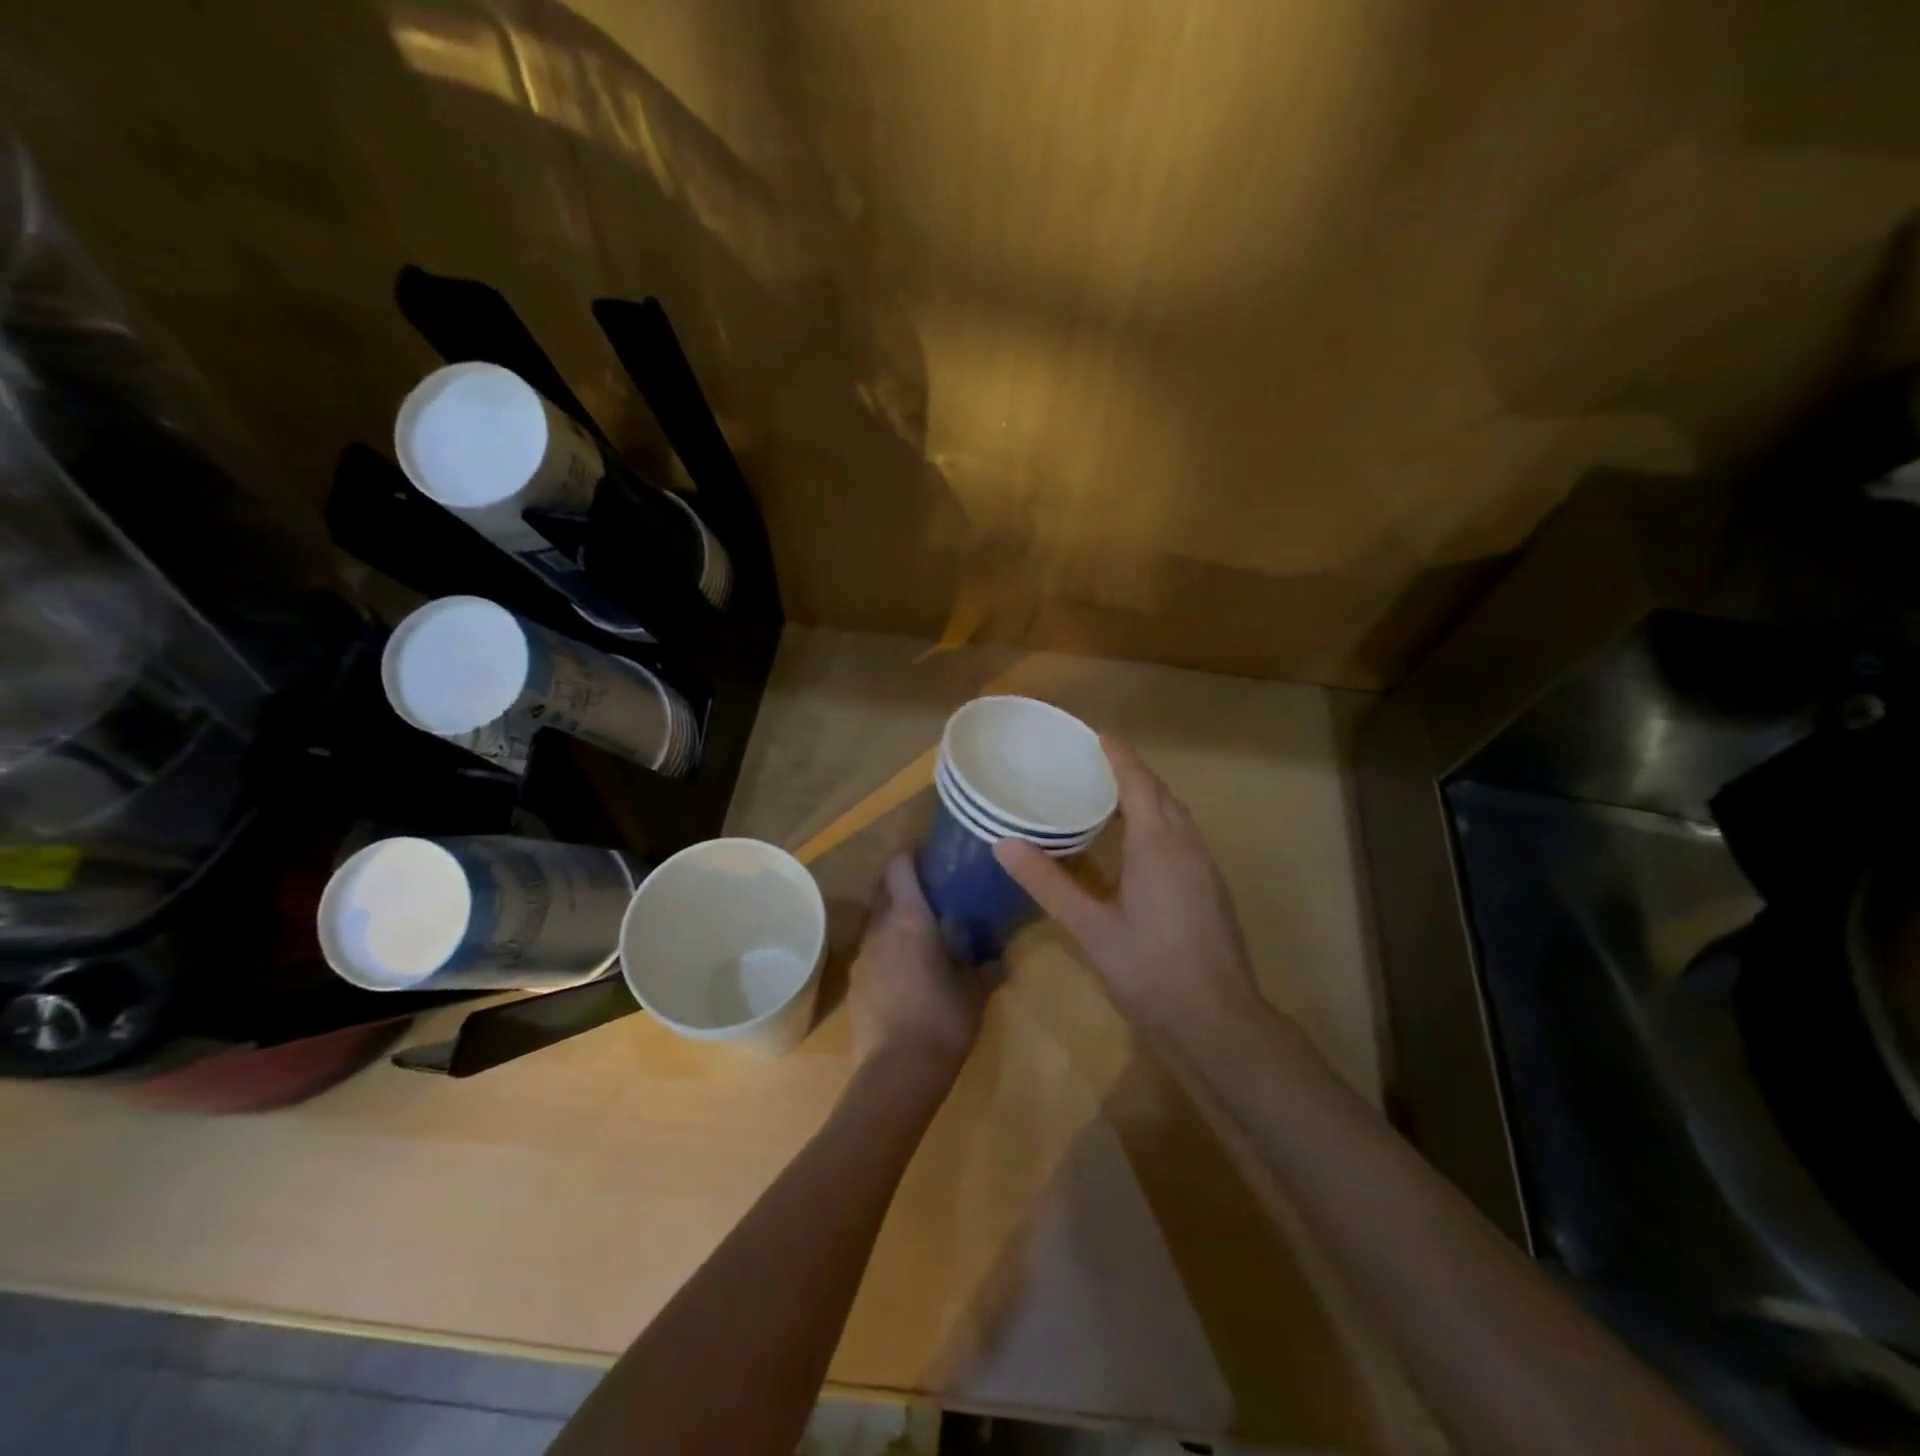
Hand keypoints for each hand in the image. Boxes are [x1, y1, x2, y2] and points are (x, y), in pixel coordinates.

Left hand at [849, 853, 996, 1078]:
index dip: (912, 855)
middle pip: (883, 889)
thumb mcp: (975, 990)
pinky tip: (907, 968)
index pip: (900, 867)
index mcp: (909, 919)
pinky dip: (887, 947)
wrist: (898, 1072)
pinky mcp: (856, 983)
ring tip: (921, 931)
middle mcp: (880, 929)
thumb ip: (985, 967)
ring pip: (876, 921)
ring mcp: (863, 956)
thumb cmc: (943, 1019)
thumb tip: (998, 958)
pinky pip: (872, 950)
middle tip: (931, 892)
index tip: (930, 855)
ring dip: (894, 917)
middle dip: (902, 884)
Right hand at [994, 737, 1259, 1037]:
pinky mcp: (1211, 888)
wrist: (1217, 1020)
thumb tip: (1003, 843)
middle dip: (1131, 771)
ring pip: (1177, 815)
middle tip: (1094, 763)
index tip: (1094, 734)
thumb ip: (1047, 883)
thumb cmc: (1150, 969)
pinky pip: (1183, 836)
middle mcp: (1187, 845)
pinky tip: (1138, 845)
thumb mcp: (1090, 927)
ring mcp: (1205, 867)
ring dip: (1148, 796)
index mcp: (1158, 844)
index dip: (1117, 755)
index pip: (1138, 782)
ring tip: (1112, 796)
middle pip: (1161, 792)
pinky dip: (1160, 822)